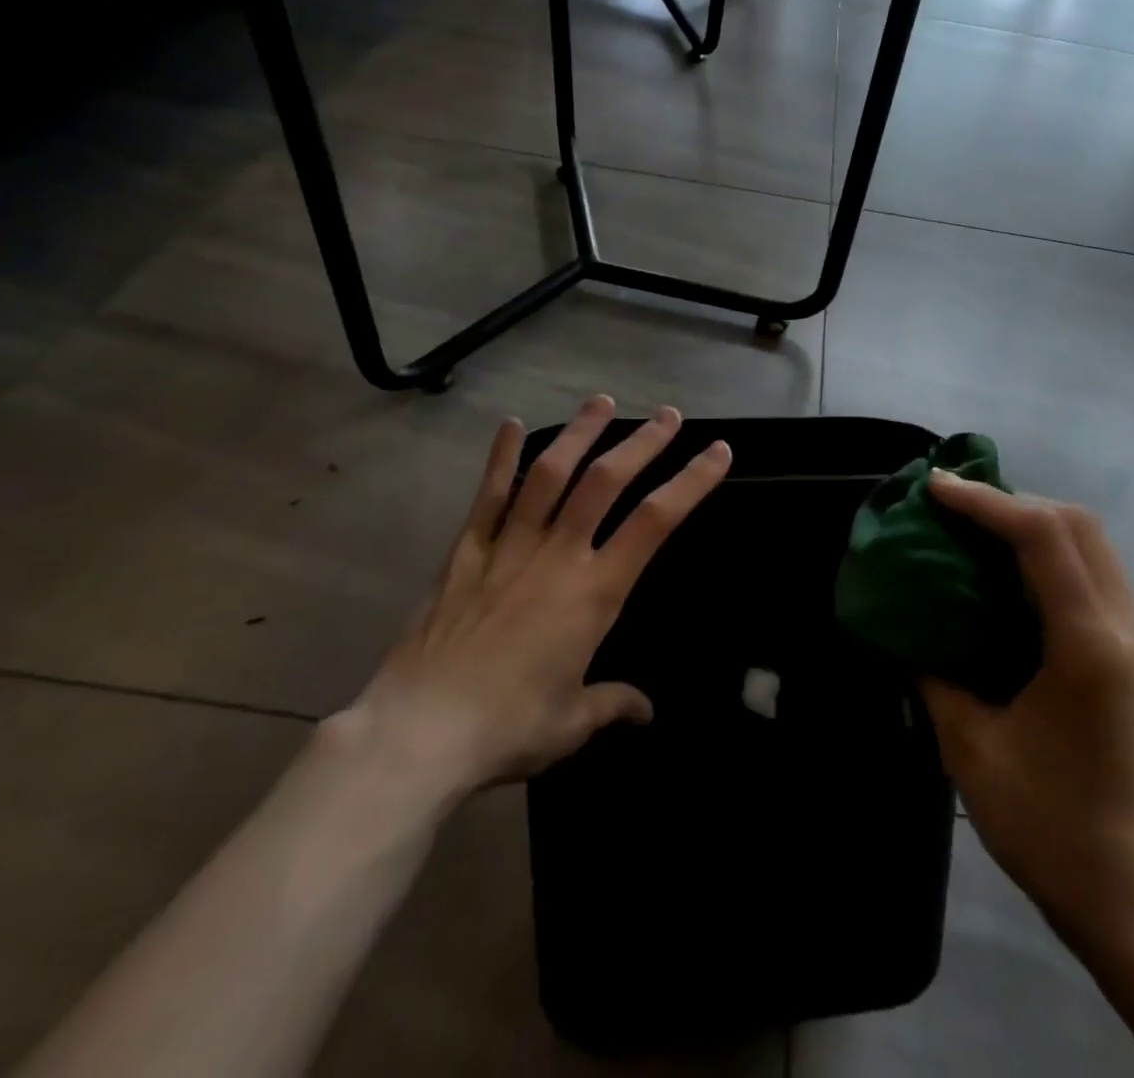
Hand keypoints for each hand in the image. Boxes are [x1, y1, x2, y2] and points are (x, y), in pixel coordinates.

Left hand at [328, 396, 730, 805]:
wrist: (416, 733)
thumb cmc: (506, 728)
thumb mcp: (571, 723)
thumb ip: (613, 704)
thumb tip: (646, 711)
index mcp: (593, 592)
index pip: (655, 523)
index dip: (691, 482)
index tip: (717, 452)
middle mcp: (557, 555)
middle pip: (605, 481)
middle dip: (642, 442)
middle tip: (667, 414)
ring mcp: (508, 547)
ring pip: (550, 474)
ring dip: (579, 433)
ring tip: (602, 401)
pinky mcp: (466, 553)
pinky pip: (488, 496)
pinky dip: (502, 458)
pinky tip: (510, 425)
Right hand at [919, 474, 1133, 955]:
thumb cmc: (1046, 825)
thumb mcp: (969, 746)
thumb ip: (934, 671)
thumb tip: (909, 626)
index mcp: (1089, 645)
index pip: (1042, 536)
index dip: (985, 501)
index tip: (935, 488)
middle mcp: (1131, 629)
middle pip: (1078, 523)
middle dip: (1012, 501)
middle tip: (955, 507)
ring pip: (1095, 544)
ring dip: (1035, 524)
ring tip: (978, 532)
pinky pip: (1101, 576)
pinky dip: (1055, 556)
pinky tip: (1015, 578)